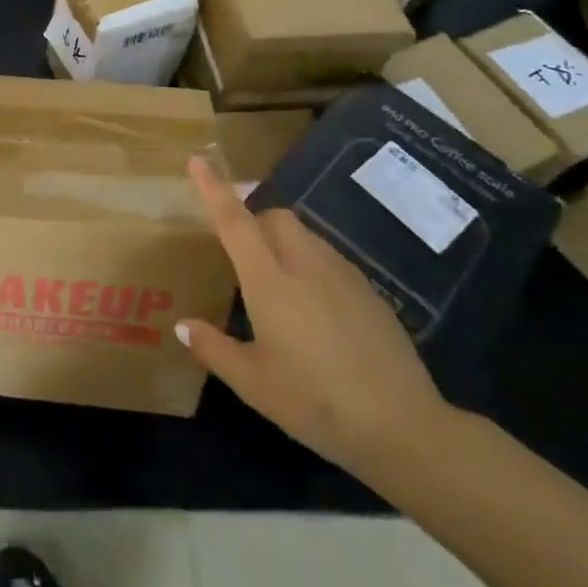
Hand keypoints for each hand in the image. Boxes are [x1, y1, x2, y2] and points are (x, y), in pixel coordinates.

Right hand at [176, 156, 448, 472]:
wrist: (403, 426)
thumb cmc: (315, 402)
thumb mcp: (253, 383)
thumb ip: (213, 348)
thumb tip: (183, 325)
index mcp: (270, 281)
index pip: (235, 222)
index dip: (214, 189)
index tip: (199, 160)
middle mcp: (306, 265)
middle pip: (275, 216)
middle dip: (252, 218)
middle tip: (237, 248)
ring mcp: (343, 276)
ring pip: (304, 234)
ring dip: (280, 239)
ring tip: (273, 280)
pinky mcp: (369, 292)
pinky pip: (328, 257)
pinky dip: (308, 261)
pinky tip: (310, 306)